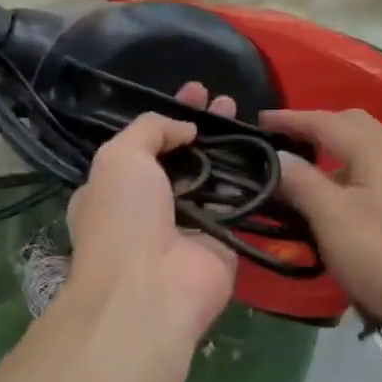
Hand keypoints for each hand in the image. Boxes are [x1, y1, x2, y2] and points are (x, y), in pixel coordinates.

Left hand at [64, 86, 237, 348]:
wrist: (150, 290)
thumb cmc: (122, 217)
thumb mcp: (119, 157)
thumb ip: (149, 129)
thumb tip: (185, 128)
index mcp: (115, 186)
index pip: (145, 142)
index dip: (169, 114)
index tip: (194, 91)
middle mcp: (150, 205)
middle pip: (182, 156)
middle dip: (203, 126)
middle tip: (226, 100)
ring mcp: (187, 223)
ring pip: (212, 176)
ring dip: (229, 147)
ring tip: (247, 116)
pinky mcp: (221, 241)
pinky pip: (238, 203)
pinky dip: (251, 179)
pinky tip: (266, 150)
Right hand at [264, 108, 381, 336]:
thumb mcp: (333, 220)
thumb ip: (302, 183)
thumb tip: (279, 157)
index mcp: (375, 150)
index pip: (325, 121)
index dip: (290, 119)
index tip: (259, 122)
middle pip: (354, 126)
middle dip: (318, 128)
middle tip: (286, 144)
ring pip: (371, 151)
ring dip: (338, 154)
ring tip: (311, 178)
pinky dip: (356, 176)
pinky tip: (348, 205)